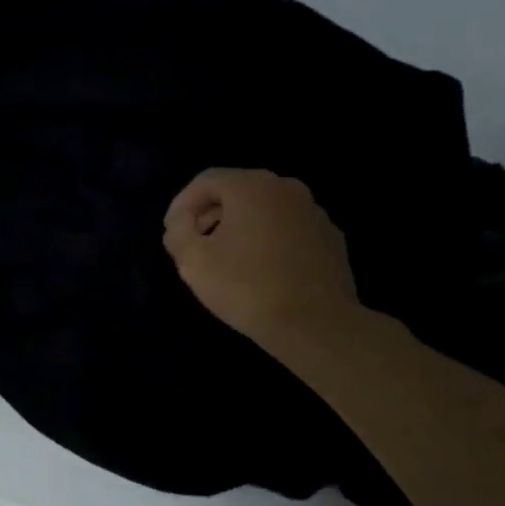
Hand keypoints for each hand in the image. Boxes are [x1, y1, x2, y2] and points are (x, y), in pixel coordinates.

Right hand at [163, 169, 363, 352]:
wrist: (315, 324)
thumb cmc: (246, 287)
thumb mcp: (192, 260)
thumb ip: (178, 230)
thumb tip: (183, 220)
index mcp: (251, 186)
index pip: (205, 181)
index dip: (182, 204)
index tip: (173, 233)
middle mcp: (286, 188)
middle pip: (237, 191)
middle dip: (211, 214)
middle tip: (195, 245)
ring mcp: (314, 212)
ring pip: (265, 210)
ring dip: (241, 228)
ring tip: (227, 260)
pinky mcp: (331, 238)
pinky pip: (289, 230)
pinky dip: (269, 241)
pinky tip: (262, 271)